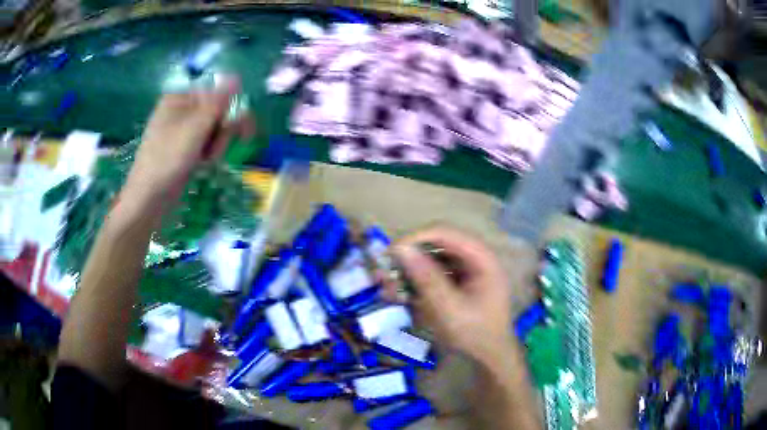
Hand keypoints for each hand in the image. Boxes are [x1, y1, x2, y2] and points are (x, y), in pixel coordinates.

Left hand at [123, 82, 254, 206]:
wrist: (149, 199)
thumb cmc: (169, 158)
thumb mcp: (196, 126)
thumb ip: (218, 101)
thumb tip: (237, 76)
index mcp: (180, 98)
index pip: (216, 93)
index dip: (228, 109)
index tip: (236, 127)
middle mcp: (181, 110)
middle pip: (217, 111)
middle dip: (222, 131)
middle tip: (214, 149)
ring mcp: (182, 130)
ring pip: (214, 129)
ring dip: (217, 145)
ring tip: (205, 160)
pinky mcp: (184, 148)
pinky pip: (206, 143)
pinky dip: (209, 153)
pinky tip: (202, 164)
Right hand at [388, 226, 516, 366]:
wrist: (490, 358)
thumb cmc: (475, 334)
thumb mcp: (449, 309)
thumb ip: (426, 278)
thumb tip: (401, 249)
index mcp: (481, 258)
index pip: (444, 233)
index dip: (415, 238)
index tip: (391, 254)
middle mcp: (474, 258)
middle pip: (436, 245)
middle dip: (409, 258)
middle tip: (385, 273)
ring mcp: (466, 271)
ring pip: (432, 259)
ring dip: (409, 271)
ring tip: (388, 287)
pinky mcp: (458, 283)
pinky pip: (433, 274)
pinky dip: (416, 283)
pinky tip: (400, 295)